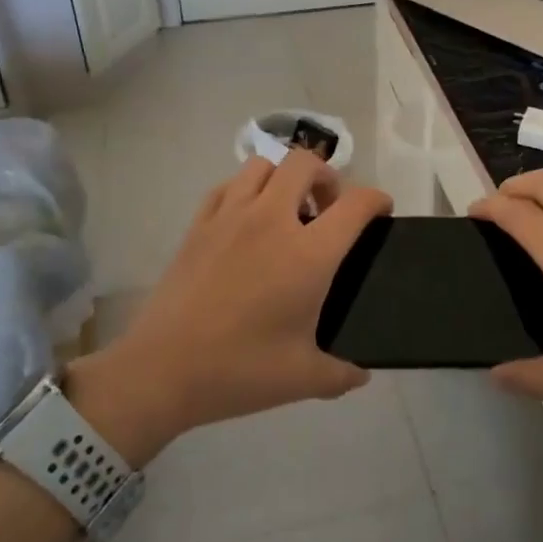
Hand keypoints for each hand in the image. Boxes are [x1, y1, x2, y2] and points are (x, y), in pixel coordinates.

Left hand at [69, 152, 390, 462]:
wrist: (162, 370)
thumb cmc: (239, 371)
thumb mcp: (304, 379)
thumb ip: (342, 374)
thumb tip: (361, 374)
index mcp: (308, 254)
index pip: (356, 204)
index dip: (377, 200)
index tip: (381, 211)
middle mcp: (272, 220)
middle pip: (306, 162)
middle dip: (327, 177)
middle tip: (328, 210)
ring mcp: (230, 216)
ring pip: (264, 164)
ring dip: (284, 177)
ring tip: (287, 211)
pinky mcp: (199, 224)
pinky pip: (228, 185)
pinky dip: (246, 189)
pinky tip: (247, 219)